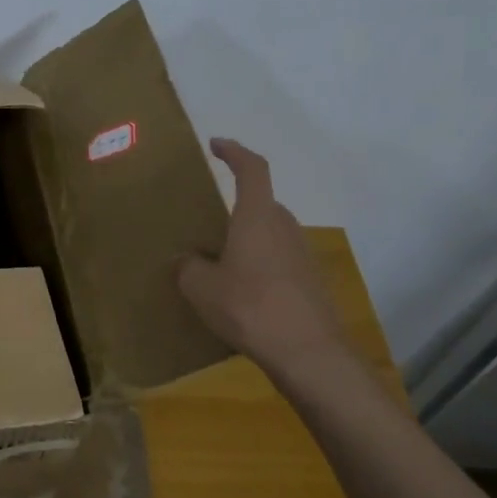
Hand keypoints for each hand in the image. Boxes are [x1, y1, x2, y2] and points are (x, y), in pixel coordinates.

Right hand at [176, 139, 348, 372]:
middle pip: (261, 204)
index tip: (217, 144)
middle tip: (207, 223)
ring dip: (246, 240)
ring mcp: (302, 255)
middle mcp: (284, 228)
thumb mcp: (200, 287)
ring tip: (218, 262)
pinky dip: (258, 266)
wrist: (308, 353)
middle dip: (236, 207)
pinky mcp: (309, 282)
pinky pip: (277, 261)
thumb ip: (188, 267)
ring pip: (269, 235)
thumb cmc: (249, 307)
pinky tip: (239, 292)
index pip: (252, 170)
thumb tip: (187, 260)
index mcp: (258, 218)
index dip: (235, 152)